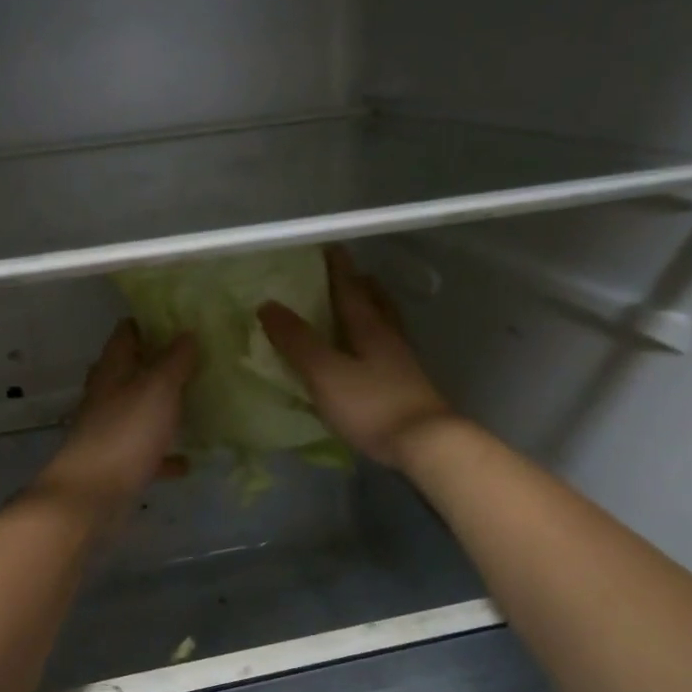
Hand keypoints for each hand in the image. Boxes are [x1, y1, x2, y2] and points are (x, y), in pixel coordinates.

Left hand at [36, 320, 198, 507]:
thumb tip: (187, 332)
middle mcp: (107, 395)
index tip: (182, 318)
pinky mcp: (118, 462)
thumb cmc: (125, 433)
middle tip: (198, 358)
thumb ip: (174, 360)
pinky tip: (188, 460)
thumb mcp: (158, 388)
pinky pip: (147, 452)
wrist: (91, 495)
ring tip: (198, 402)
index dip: (150, 321)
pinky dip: (164, 453)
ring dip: (163, 407)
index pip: (127, 332)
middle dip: (161, 364)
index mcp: (113, 369)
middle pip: (133, 370)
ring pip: (140, 410)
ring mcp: (110, 429)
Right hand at [258, 245, 455, 467]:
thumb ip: (297, 340)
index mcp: (369, 327)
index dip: (338, 268)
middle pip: (375, 301)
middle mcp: (388, 337)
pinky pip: (387, 349)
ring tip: (359, 305)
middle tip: (347, 274)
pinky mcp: (407, 385)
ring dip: (372, 309)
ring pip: (385, 324)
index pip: (350, 288)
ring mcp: (401, 362)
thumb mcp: (324, 372)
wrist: (424, 443)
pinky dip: (375, 339)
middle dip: (360, 284)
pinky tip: (368, 353)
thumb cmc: (371, 404)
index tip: (328, 248)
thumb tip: (267, 305)